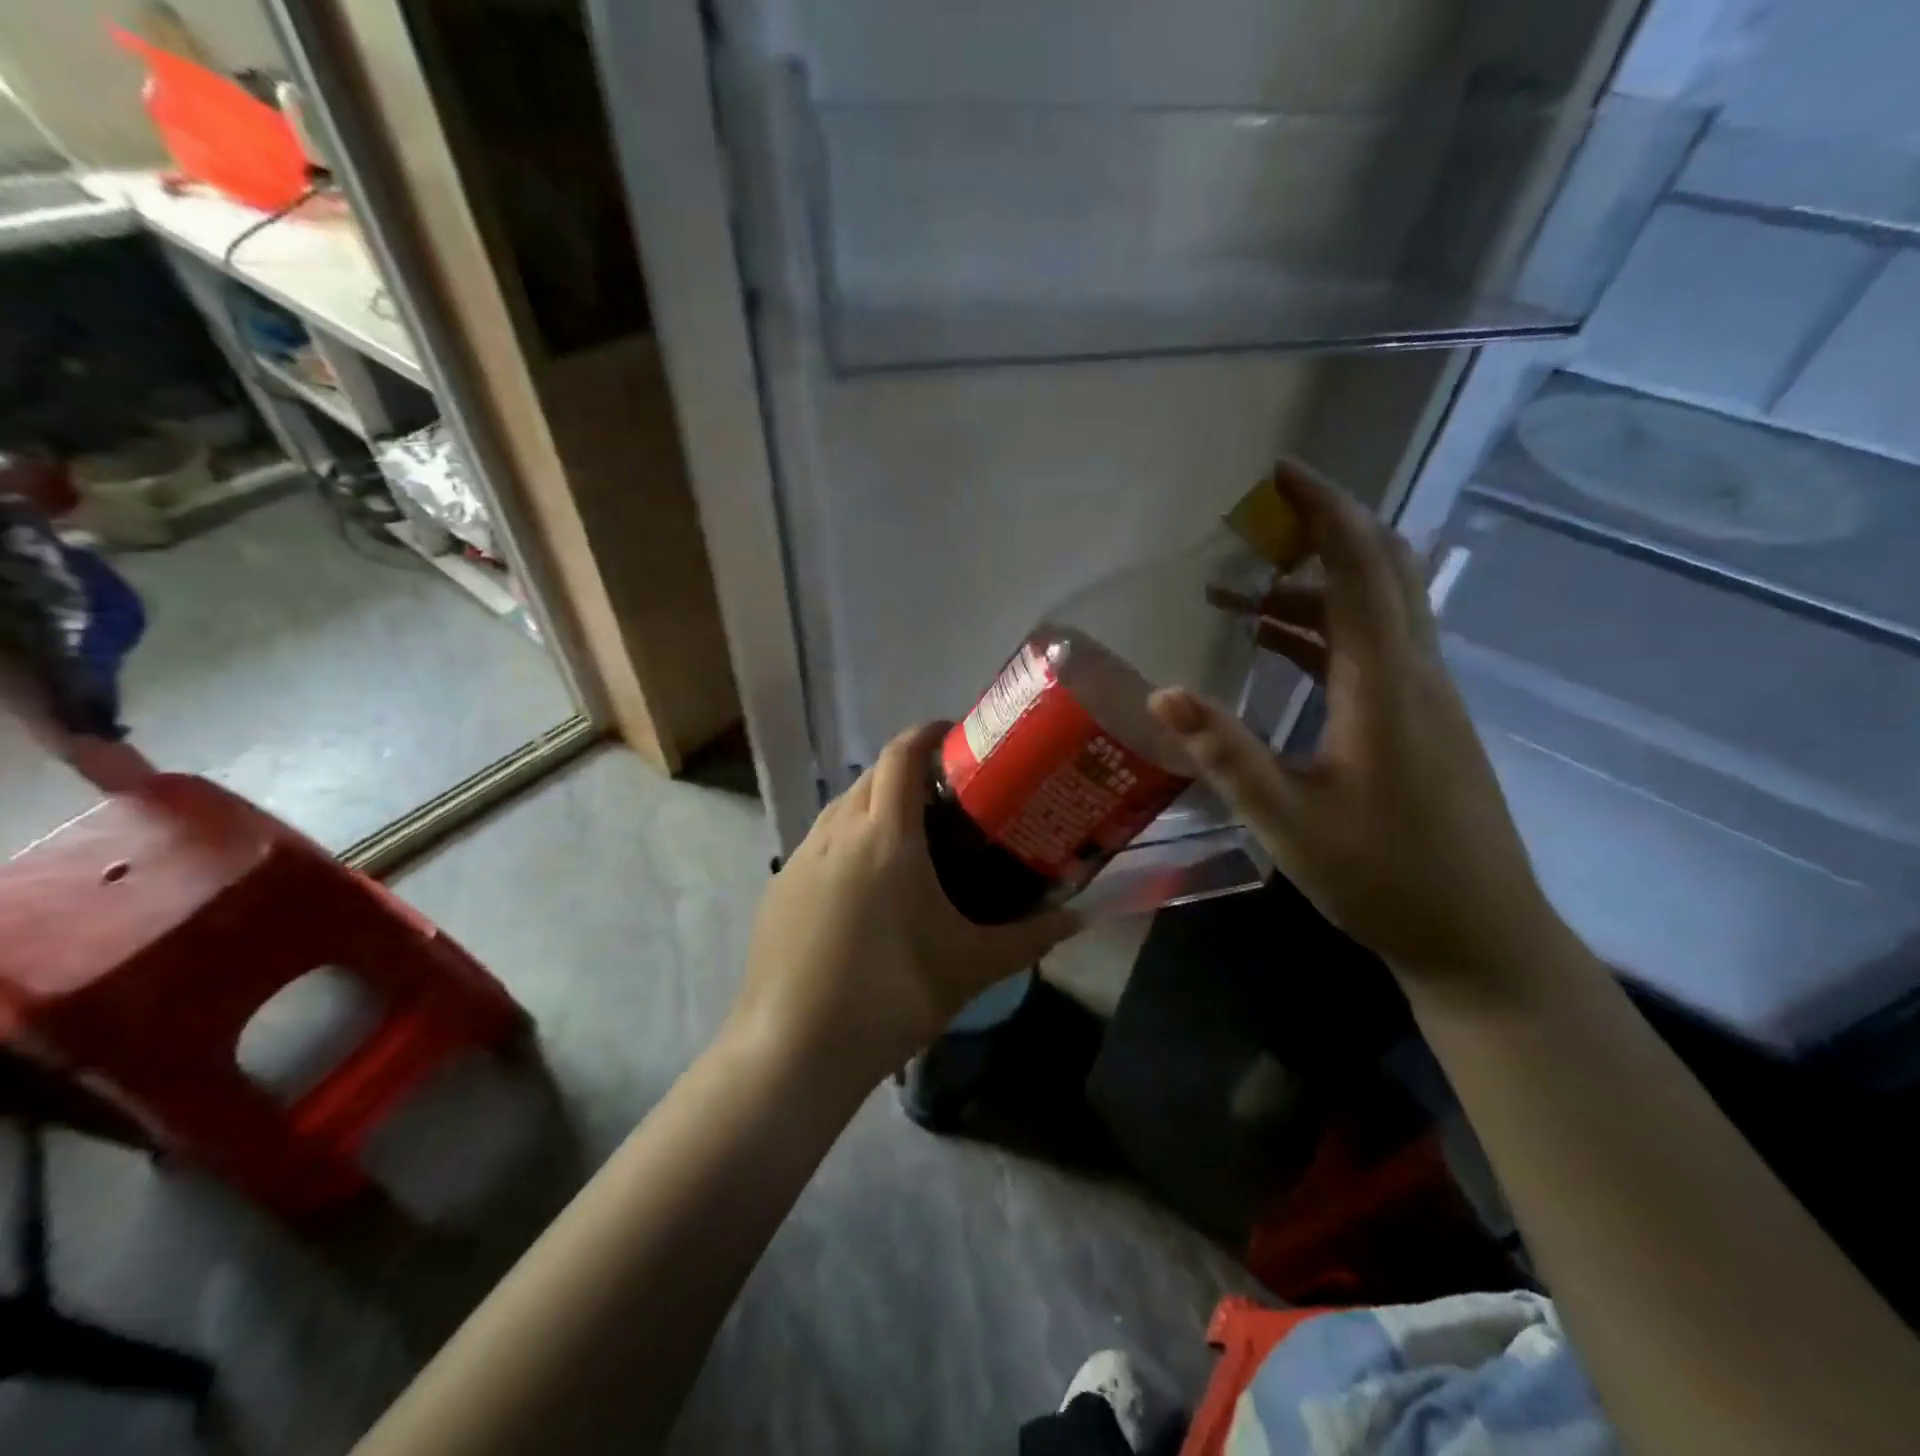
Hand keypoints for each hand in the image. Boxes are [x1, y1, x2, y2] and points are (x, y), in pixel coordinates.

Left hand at [731, 723, 1079, 1082]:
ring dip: (873, 804)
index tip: (955, 736)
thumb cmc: (890, 997)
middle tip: (946, 795)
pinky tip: (863, 885)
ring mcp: (800, 858)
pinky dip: (846, 839)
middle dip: (906, 771)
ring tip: (908, 837)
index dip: (926, 734)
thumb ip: (1029, 938)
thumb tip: (1079, 916)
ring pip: (840, 807)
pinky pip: (819, 842)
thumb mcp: (969, 967)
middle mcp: (837, 832)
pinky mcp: (778, 887)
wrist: (792, 1051)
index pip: (901, 756)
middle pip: (871, 776)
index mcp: (884, 835)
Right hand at [1149, 462, 1570, 986]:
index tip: (1279, 473)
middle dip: (1322, 532)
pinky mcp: (1422, 721)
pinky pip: (1373, 649)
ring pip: (1376, 609)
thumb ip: (1226, 753)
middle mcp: (1415, 673)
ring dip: (1313, 588)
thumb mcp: (1288, 819)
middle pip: (1383, 569)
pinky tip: (1273, 646)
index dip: (1324, 510)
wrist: (1479, 937)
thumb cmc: (1383, 878)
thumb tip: (1162, 693)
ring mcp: (1425, 697)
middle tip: (1255, 523)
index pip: (1361, 567)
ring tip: (1237, 592)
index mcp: (1386, 684)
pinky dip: (1324, 629)